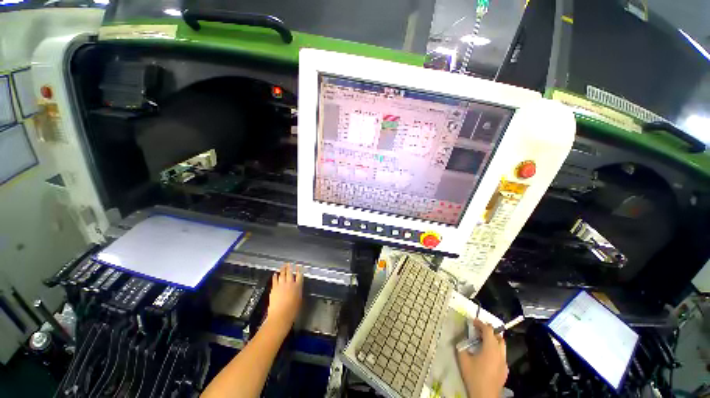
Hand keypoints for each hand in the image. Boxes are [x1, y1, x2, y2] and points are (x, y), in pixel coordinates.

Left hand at [265, 263, 302, 331]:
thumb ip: (298, 292)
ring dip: (283, 269)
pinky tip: (275, 274)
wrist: (280, 315)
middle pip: (290, 272)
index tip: (299, 266)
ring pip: (282, 274)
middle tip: (289, 263)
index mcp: (298, 286)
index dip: (299, 270)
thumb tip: (297, 288)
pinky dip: (275, 276)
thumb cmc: (292, 311)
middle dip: (290, 267)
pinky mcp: (274, 288)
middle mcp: (290, 283)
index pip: (300, 275)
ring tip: (283, 265)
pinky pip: (275, 280)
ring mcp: (281, 285)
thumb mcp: (299, 300)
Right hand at [457, 319, 507, 397]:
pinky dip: (496, 350)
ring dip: (493, 340)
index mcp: (490, 348)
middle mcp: (500, 353)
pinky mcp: (505, 370)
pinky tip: (488, 356)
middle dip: (489, 331)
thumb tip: (462, 340)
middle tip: (478, 330)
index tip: (473, 321)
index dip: (480, 323)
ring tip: (483, 341)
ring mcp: (504, 362)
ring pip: (502, 345)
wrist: (485, 395)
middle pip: (498, 336)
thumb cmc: (474, 376)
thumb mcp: (463, 359)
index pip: (488, 330)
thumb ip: (462, 346)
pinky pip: (502, 355)